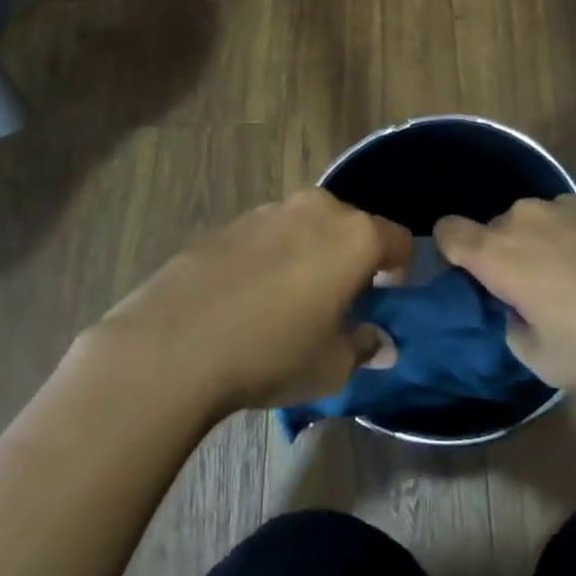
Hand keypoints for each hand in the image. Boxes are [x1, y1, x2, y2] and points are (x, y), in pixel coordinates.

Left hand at [90, 190, 412, 414]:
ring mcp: (271, 209)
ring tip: (291, 300)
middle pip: (352, 226)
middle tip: (339, 301)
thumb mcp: (331, 366)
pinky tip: (251, 296)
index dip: (399, 269)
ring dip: (312, 253)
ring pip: (309, 226)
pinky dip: (274, 255)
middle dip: (353, 258)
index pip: (398, 239)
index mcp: (355, 236)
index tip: (385, 299)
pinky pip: (271, 234)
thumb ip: (364, 346)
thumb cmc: (272, 353)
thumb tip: (381, 343)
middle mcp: (318, 208)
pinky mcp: (233, 221)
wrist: (175, 341)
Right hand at [435, 195, 575, 403]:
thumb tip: (519, 310)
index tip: (473, 278)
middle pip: (498, 227)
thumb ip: (514, 329)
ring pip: (541, 219)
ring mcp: (573, 204)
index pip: (448, 231)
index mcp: (500, 254)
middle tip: (538, 294)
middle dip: (507, 254)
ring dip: (548, 242)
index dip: (452, 251)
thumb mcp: (544, 363)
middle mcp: (528, 217)